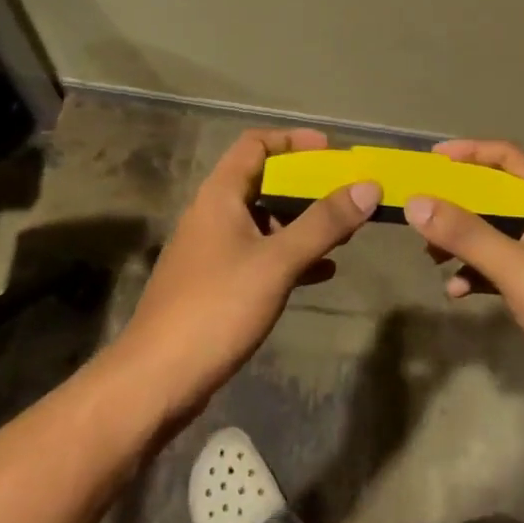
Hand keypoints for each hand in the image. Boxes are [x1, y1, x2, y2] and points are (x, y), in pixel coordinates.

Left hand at [109, 128, 378, 423]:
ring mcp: (213, 251)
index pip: (255, 144)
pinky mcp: (216, 285)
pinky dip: (291, 256)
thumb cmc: (216, 307)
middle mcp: (214, 214)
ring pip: (265, 222)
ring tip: (344, 233)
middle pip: (264, 182)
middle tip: (346, 195)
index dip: (293, 141)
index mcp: (220, 195)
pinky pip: (261, 256)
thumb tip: (368, 186)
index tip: (331, 152)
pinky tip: (323, 272)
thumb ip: (323, 223)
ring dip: (303, 223)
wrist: (155, 382)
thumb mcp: (276, 262)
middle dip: (307, 186)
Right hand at [405, 139, 523, 390]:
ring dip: (461, 239)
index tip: (433, 160)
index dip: (470, 152)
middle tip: (424, 210)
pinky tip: (456, 290)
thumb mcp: (514, 267)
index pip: (507, 157)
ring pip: (493, 230)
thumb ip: (466, 234)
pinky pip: (498, 263)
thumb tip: (416, 202)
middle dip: (457, 202)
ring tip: (431, 257)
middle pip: (495, 193)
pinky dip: (475, 271)